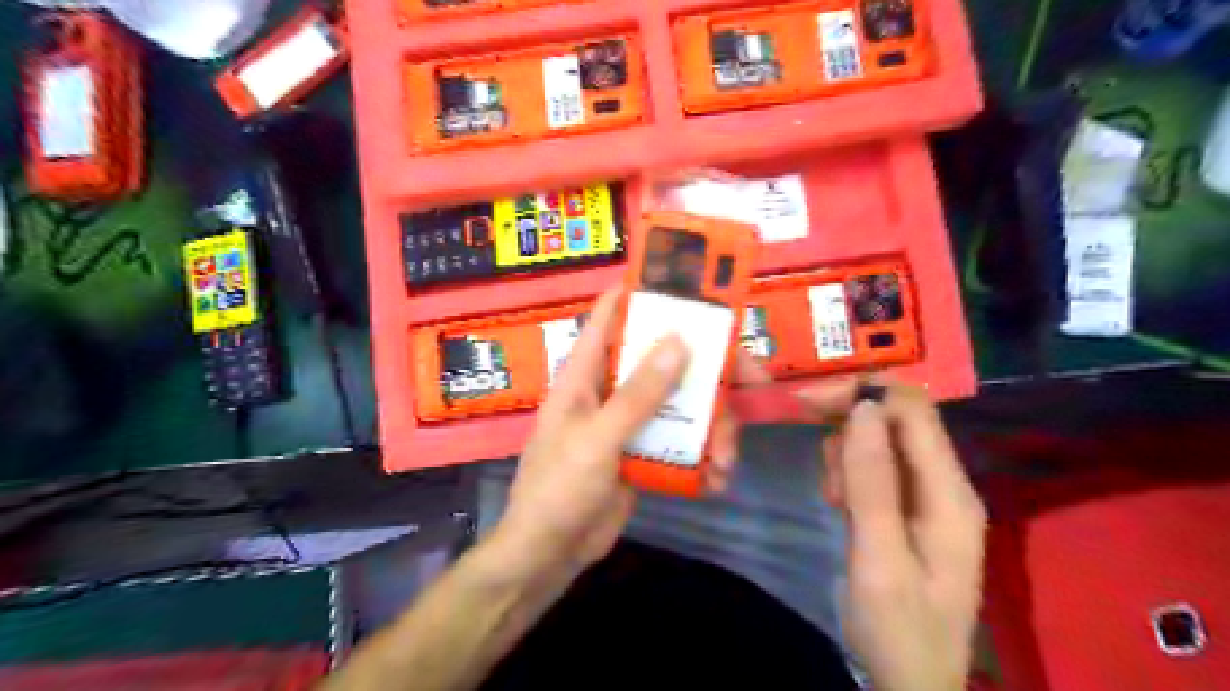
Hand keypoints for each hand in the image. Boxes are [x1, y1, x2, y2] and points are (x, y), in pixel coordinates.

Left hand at [496, 289, 748, 576]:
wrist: (548, 554)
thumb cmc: (559, 489)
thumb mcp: (598, 439)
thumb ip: (638, 394)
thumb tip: (680, 341)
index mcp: (586, 372)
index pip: (613, 314)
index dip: (646, 292)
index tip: (694, 286)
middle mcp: (610, 387)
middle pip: (663, 358)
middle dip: (709, 369)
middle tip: (752, 381)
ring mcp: (629, 420)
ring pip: (681, 402)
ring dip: (712, 425)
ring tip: (727, 458)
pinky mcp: (643, 451)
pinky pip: (681, 439)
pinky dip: (703, 455)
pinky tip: (716, 479)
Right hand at [799, 379, 986, 689]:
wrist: (911, 684)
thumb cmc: (897, 628)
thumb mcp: (879, 557)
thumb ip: (873, 481)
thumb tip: (865, 406)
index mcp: (949, 492)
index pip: (912, 409)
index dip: (861, 394)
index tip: (806, 404)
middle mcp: (945, 484)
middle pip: (897, 419)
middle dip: (849, 428)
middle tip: (826, 474)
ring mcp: (928, 496)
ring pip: (881, 441)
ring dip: (847, 455)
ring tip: (835, 500)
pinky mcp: (908, 508)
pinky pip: (875, 467)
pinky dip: (849, 473)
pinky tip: (840, 504)